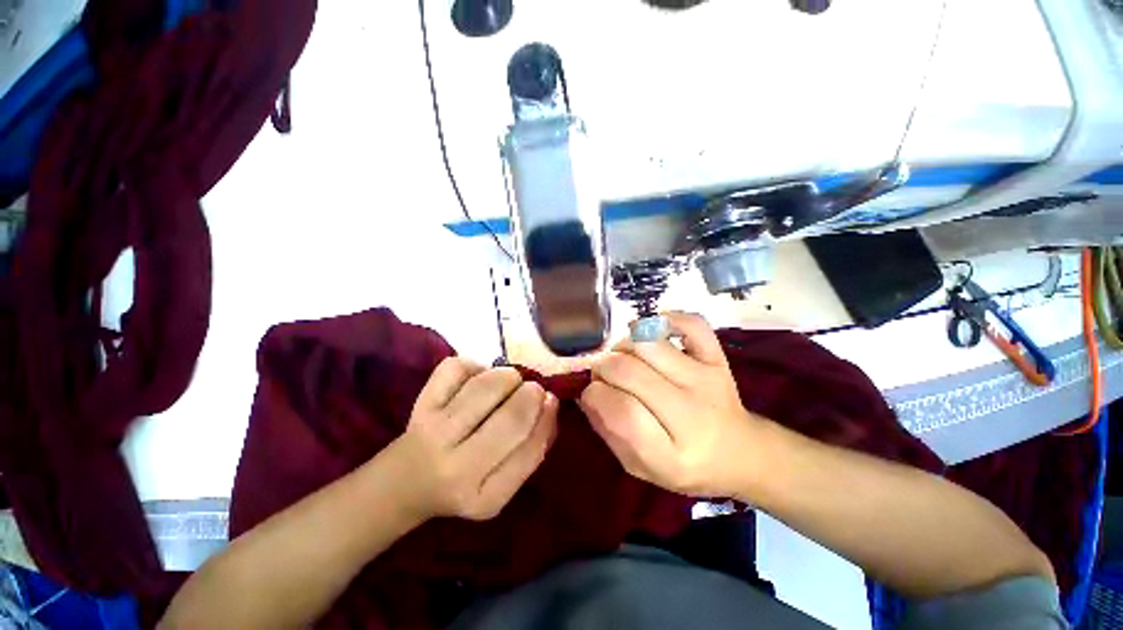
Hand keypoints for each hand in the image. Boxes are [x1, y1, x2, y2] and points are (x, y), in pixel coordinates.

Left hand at [390, 358, 558, 521]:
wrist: (406, 482)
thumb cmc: (465, 481)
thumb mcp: (504, 483)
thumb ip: (533, 448)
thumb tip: (551, 402)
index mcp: (486, 497)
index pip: (531, 451)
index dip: (546, 418)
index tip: (550, 400)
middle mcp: (457, 468)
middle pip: (511, 417)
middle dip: (531, 394)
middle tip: (531, 390)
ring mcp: (434, 432)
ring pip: (486, 386)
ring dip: (508, 376)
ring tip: (508, 383)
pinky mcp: (421, 404)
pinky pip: (457, 368)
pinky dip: (475, 366)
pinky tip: (476, 379)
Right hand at [580, 313, 761, 497]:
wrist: (740, 452)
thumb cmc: (687, 465)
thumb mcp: (643, 468)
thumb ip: (611, 433)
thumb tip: (587, 394)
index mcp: (671, 454)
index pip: (620, 412)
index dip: (594, 396)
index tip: (591, 393)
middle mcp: (691, 412)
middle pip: (628, 371)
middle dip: (602, 368)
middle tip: (602, 374)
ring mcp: (706, 378)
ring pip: (648, 343)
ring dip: (623, 345)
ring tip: (622, 357)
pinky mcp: (718, 357)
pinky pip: (691, 323)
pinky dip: (665, 319)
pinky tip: (651, 332)